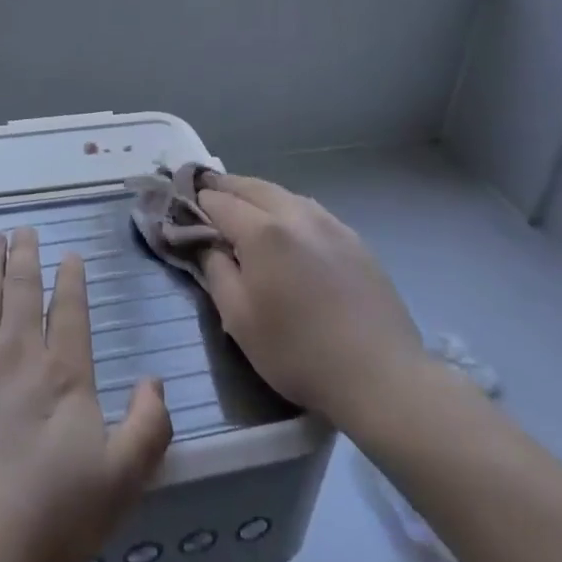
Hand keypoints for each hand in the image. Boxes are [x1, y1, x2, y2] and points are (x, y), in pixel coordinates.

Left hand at [0, 227, 172, 561]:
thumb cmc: (42, 518)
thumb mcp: (117, 485)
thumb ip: (147, 430)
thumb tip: (154, 381)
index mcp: (62, 373)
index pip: (70, 310)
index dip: (72, 279)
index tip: (70, 255)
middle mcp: (17, 351)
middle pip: (23, 289)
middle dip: (26, 255)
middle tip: (24, 230)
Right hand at [197, 174, 433, 432]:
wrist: (380, 375)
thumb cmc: (298, 352)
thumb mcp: (239, 319)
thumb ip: (216, 272)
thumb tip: (209, 244)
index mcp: (262, 230)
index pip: (218, 201)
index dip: (195, 201)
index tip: (181, 206)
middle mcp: (295, 214)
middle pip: (251, 186)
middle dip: (224, 187)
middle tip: (206, 193)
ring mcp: (330, 223)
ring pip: (283, 194)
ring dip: (256, 194)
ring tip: (243, 206)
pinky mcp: (354, 239)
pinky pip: (310, 210)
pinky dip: (287, 208)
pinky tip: (287, 227)